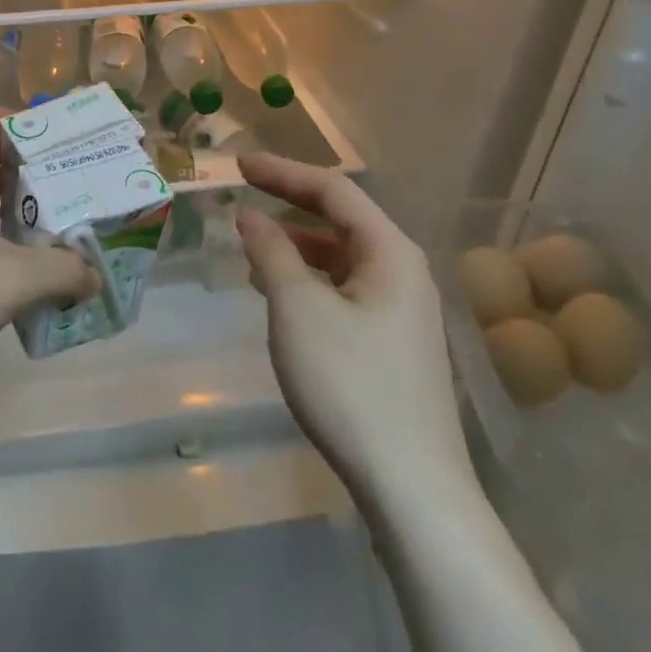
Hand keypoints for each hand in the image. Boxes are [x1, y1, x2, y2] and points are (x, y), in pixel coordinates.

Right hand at [236, 153, 473, 513]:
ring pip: (341, 258)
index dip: (284, 172)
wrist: (411, 486)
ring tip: (250, 247)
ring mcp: (401, 311)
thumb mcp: (298, 309)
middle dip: (290, 205)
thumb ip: (271, 253)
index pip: (334, 191)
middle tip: (242, 196)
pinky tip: (278, 295)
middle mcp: (403, 273)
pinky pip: (343, 290)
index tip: (239, 165)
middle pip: (341, 220)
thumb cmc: (351, 383)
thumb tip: (251, 216)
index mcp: (391, 253)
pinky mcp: (391, 344)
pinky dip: (307, 279)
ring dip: (295, 245)